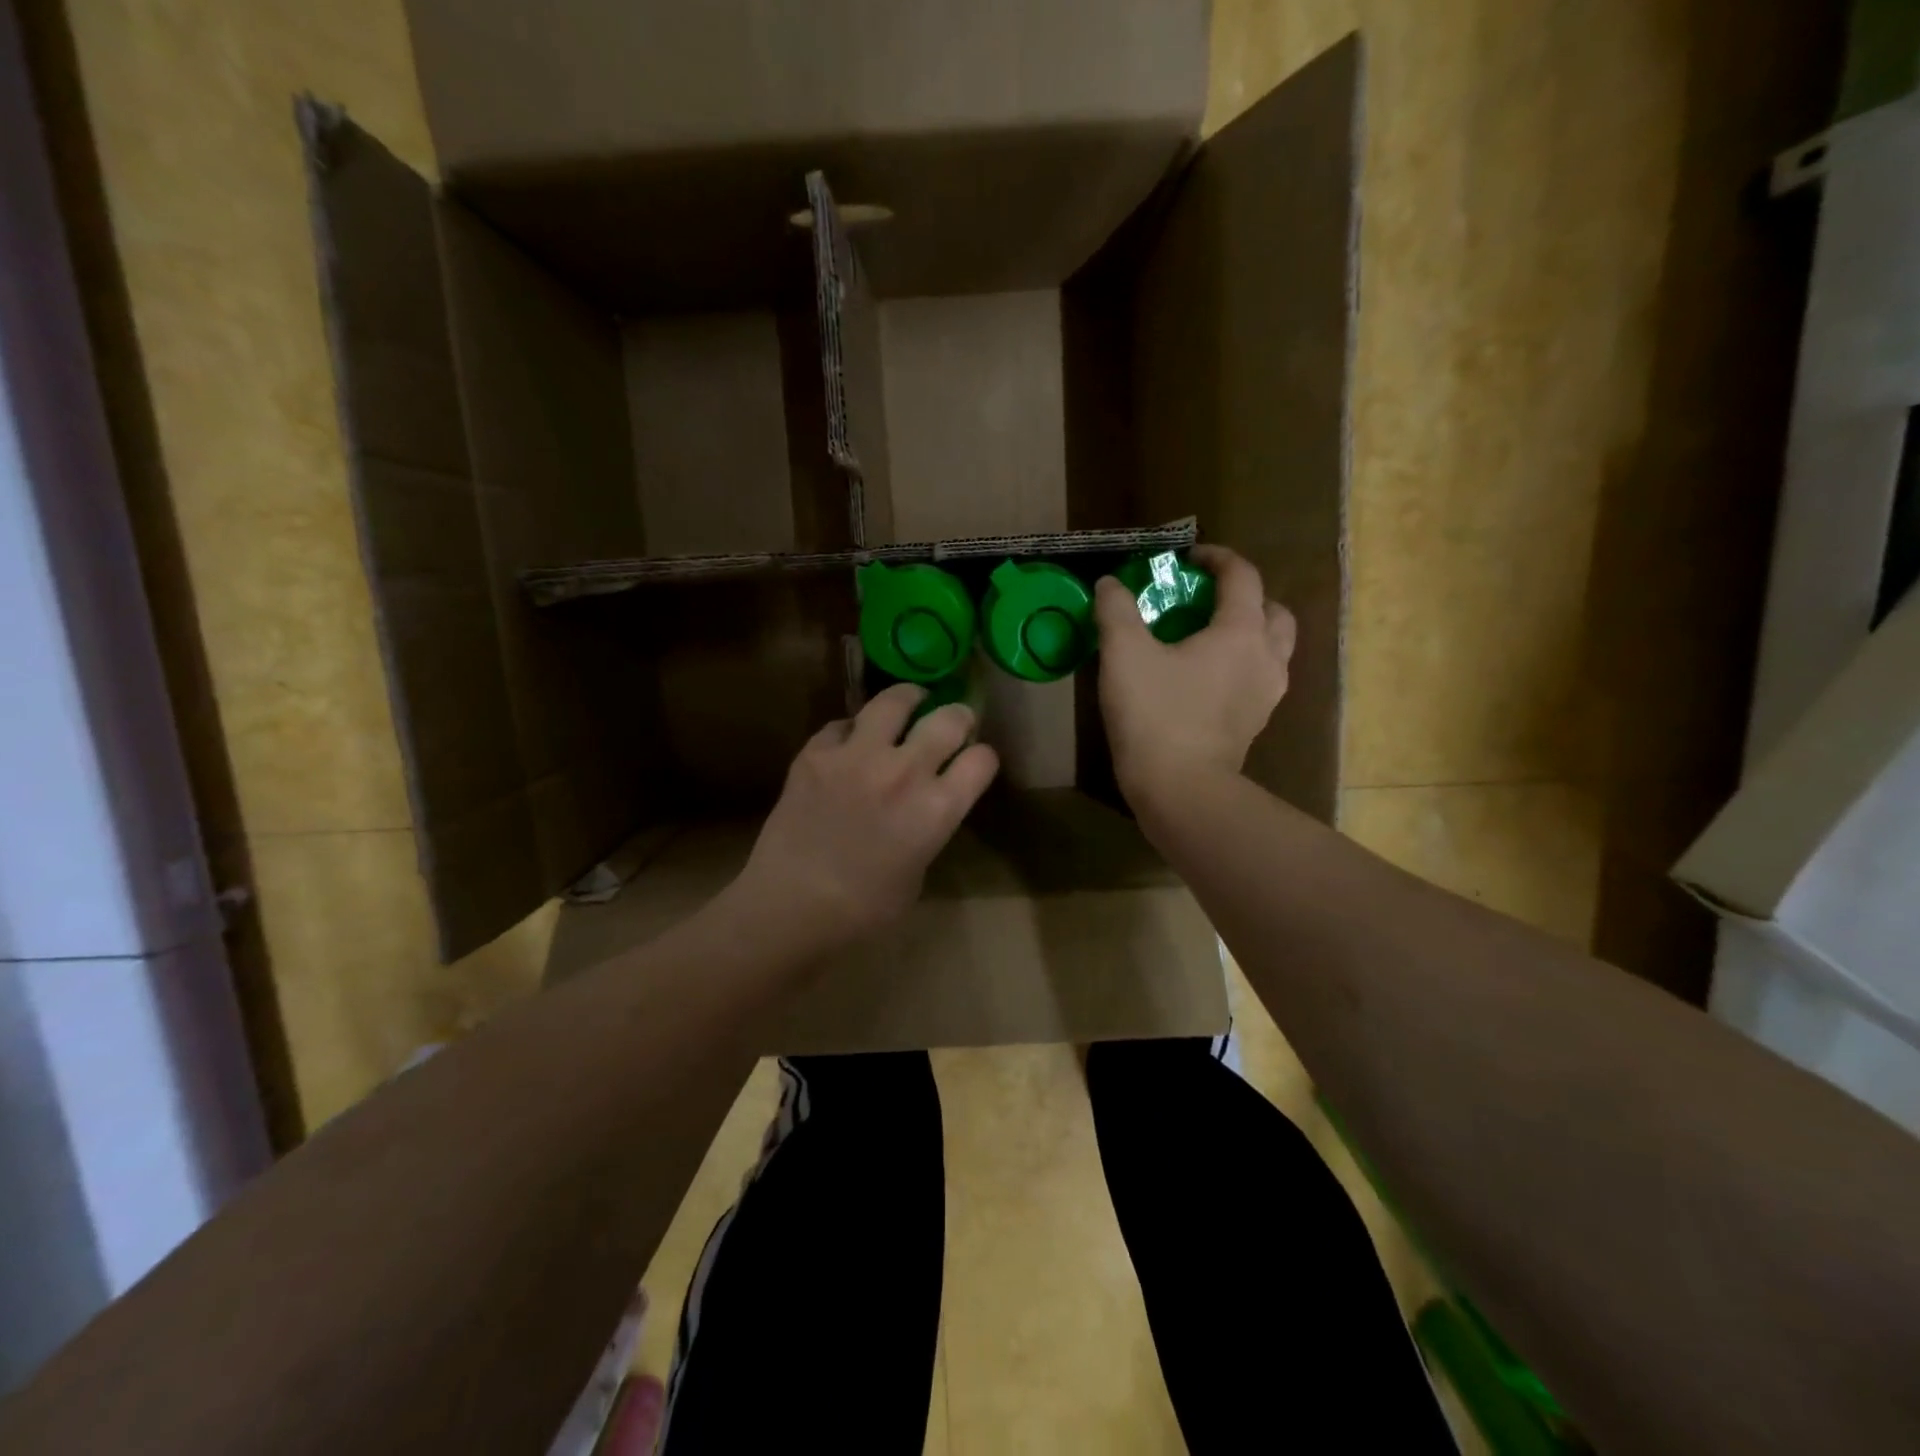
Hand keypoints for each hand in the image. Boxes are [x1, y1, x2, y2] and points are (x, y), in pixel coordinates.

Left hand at [736, 684, 999, 951]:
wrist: (790, 907)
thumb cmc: (862, 910)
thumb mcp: (916, 873)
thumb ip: (928, 830)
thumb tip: (922, 808)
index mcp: (937, 809)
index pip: (982, 760)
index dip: (982, 758)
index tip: (975, 761)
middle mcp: (905, 771)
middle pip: (948, 719)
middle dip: (958, 717)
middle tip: (951, 721)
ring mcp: (857, 756)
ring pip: (893, 700)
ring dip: (908, 700)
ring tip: (908, 703)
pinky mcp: (816, 753)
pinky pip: (842, 725)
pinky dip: (851, 731)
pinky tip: (848, 744)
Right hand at [1094, 544, 1295, 800]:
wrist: (1180, 790)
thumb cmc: (1156, 715)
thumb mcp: (1123, 654)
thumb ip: (1116, 611)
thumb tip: (1109, 585)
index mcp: (1241, 632)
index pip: (1242, 576)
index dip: (1217, 558)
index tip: (1188, 558)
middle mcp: (1265, 658)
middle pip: (1273, 611)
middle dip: (1245, 597)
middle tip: (1208, 601)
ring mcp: (1265, 695)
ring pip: (1272, 648)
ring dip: (1249, 633)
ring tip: (1209, 639)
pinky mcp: (1254, 725)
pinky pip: (1258, 680)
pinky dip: (1241, 666)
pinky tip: (1206, 679)